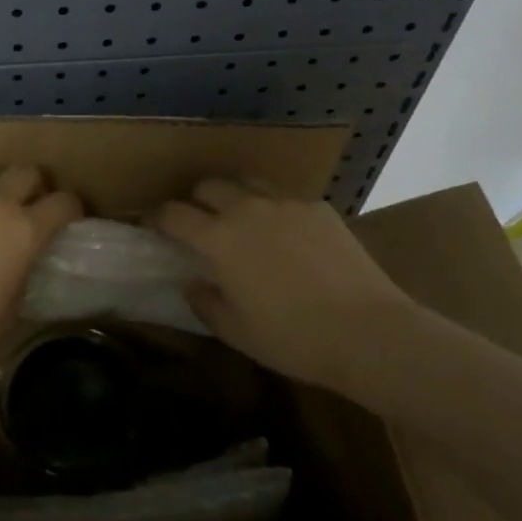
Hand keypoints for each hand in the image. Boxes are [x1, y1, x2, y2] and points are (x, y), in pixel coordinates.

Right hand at [150, 179, 416, 390]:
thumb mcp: (236, 332)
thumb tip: (192, 283)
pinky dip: (273, 208)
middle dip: (194, 200)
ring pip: (246, 182)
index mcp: (219, 239)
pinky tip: (285, 233)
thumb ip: (205, 303)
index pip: (173, 214)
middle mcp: (247, 209)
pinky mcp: (318, 207)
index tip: (153, 226)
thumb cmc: (293, 338)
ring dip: (233, 195)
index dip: (157, 218)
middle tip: (197, 222)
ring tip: (239, 217)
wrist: (368, 331)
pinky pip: (285, 197)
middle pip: (207, 185)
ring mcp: (286, 203)